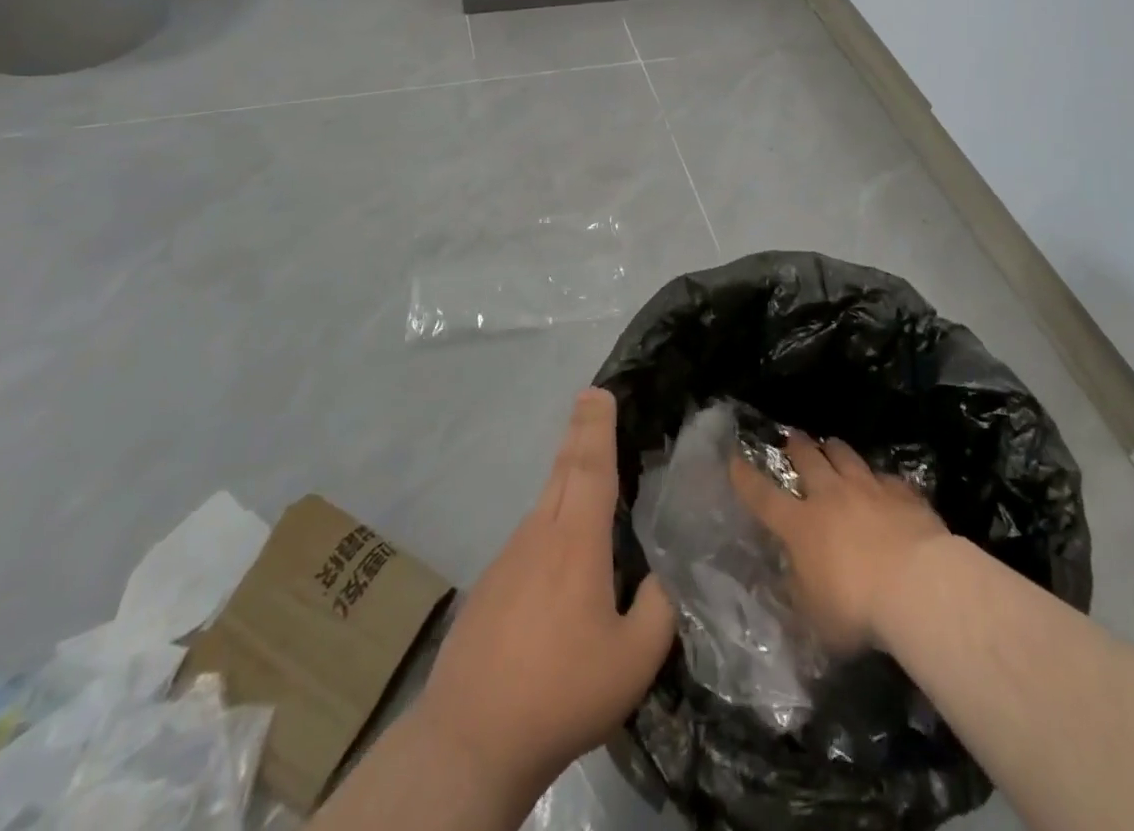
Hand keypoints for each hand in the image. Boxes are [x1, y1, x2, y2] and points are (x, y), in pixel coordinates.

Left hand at [414, 389, 675, 797]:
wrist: (468, 742)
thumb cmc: (560, 693)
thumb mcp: (633, 660)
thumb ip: (660, 608)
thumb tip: (665, 573)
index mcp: (575, 542)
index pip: (589, 466)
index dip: (597, 425)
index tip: (598, 391)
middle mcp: (539, 536)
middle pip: (562, 470)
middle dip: (580, 432)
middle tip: (591, 401)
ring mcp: (507, 560)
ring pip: (545, 505)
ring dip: (567, 479)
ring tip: (590, 475)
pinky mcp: (490, 588)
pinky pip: (529, 541)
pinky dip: (551, 527)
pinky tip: (561, 561)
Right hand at [730, 430, 950, 654]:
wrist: (917, 584)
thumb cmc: (857, 608)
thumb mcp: (815, 616)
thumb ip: (801, 592)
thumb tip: (794, 578)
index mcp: (801, 525)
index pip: (763, 496)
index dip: (746, 478)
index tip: (735, 459)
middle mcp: (831, 496)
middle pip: (808, 460)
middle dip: (797, 447)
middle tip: (792, 439)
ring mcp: (868, 488)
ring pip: (845, 456)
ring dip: (834, 450)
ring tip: (830, 444)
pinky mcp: (902, 492)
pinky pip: (885, 477)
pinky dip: (879, 478)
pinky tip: (883, 481)